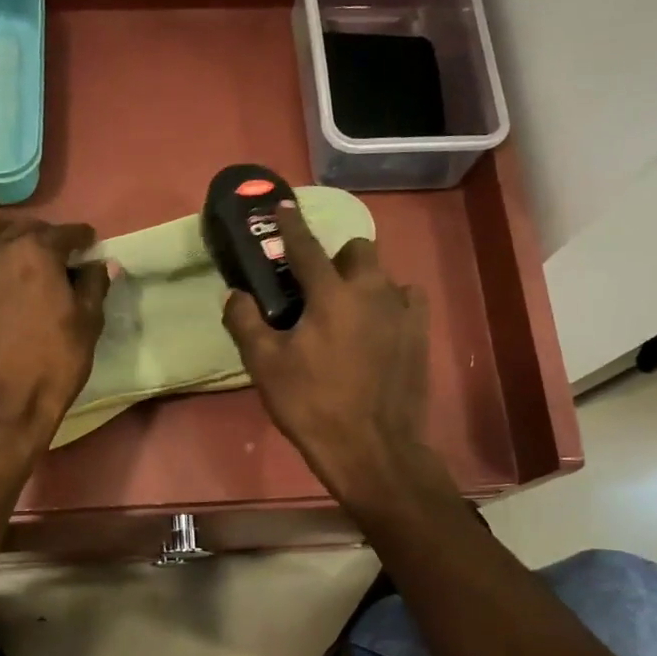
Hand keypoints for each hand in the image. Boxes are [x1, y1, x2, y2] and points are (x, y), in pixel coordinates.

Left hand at [0, 206, 109, 448]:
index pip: (65, 235)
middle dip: (43, 235)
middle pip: (23, 229)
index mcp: (37, 254)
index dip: (81, 238)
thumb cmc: (52, 365)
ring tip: (9, 232)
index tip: (89, 244)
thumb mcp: (87, 326)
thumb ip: (94, 287)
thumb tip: (104, 264)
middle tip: (55, 250)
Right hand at [222, 202, 440, 505]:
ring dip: (364, 281)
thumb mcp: (265, 366)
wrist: (371, 448)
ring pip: (384, 275)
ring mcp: (403, 311)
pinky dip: (390, 303)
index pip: (307, 246)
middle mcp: (372, 291)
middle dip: (336, 258)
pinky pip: (407, 300)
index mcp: (331, 294)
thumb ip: (245, 323)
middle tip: (318, 289)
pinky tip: (378, 327)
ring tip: (348, 312)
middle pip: (357, 250)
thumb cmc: (312, 405)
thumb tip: (235, 295)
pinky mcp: (421, 334)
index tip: (283, 206)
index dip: (291, 225)